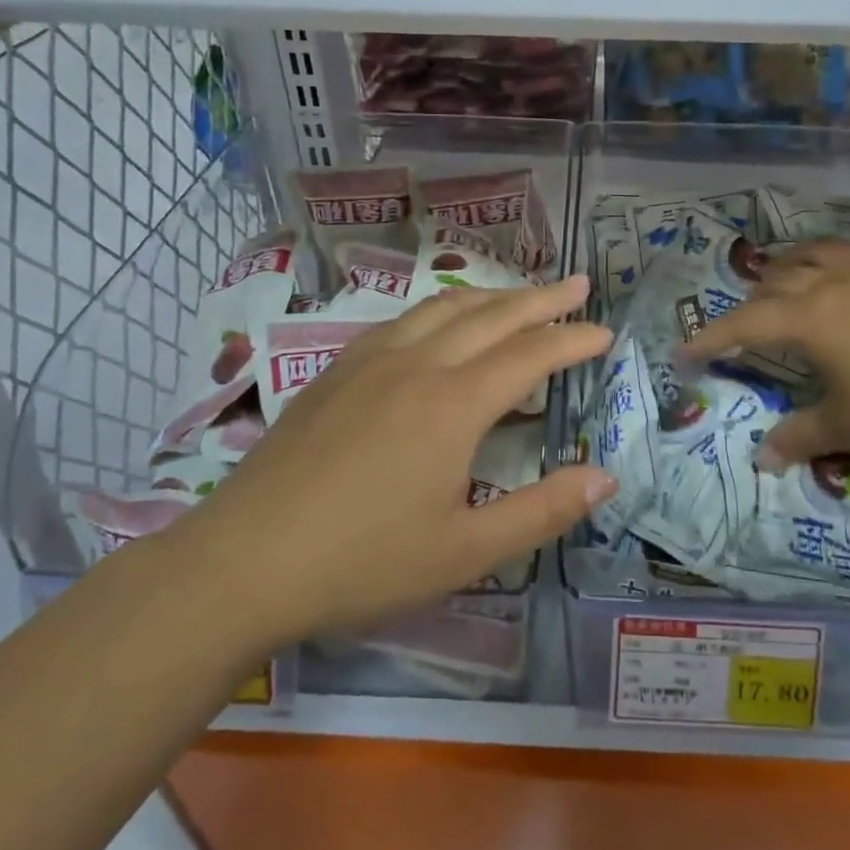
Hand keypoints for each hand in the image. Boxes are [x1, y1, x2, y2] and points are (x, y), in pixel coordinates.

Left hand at [183, 277, 615, 646]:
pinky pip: (401, 321)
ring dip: (490, 296)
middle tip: (577, 286)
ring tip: (520, 295)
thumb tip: (605, 478)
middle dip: (540, 300)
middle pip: (490, 315)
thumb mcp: (465, 552)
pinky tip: (439, 325)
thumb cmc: (363, 562)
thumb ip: (542, 512)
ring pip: (442, 309)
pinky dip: (440, 311)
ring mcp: (368, 362)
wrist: (244, 561)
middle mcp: (415, 365)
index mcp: (452, 404)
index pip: (529, 355)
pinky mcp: (334, 372)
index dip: (572, 341)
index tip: (605, 332)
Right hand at [682, 240, 849, 471]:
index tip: (684, 353)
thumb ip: (801, 437)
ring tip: (781, 280)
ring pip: (818, 252)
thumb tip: (761, 458)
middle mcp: (838, 281)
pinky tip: (849, 268)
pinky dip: (839, 257)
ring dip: (789, 266)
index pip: (745, 324)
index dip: (710, 338)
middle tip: (741, 328)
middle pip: (777, 281)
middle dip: (750, 304)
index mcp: (814, 319)